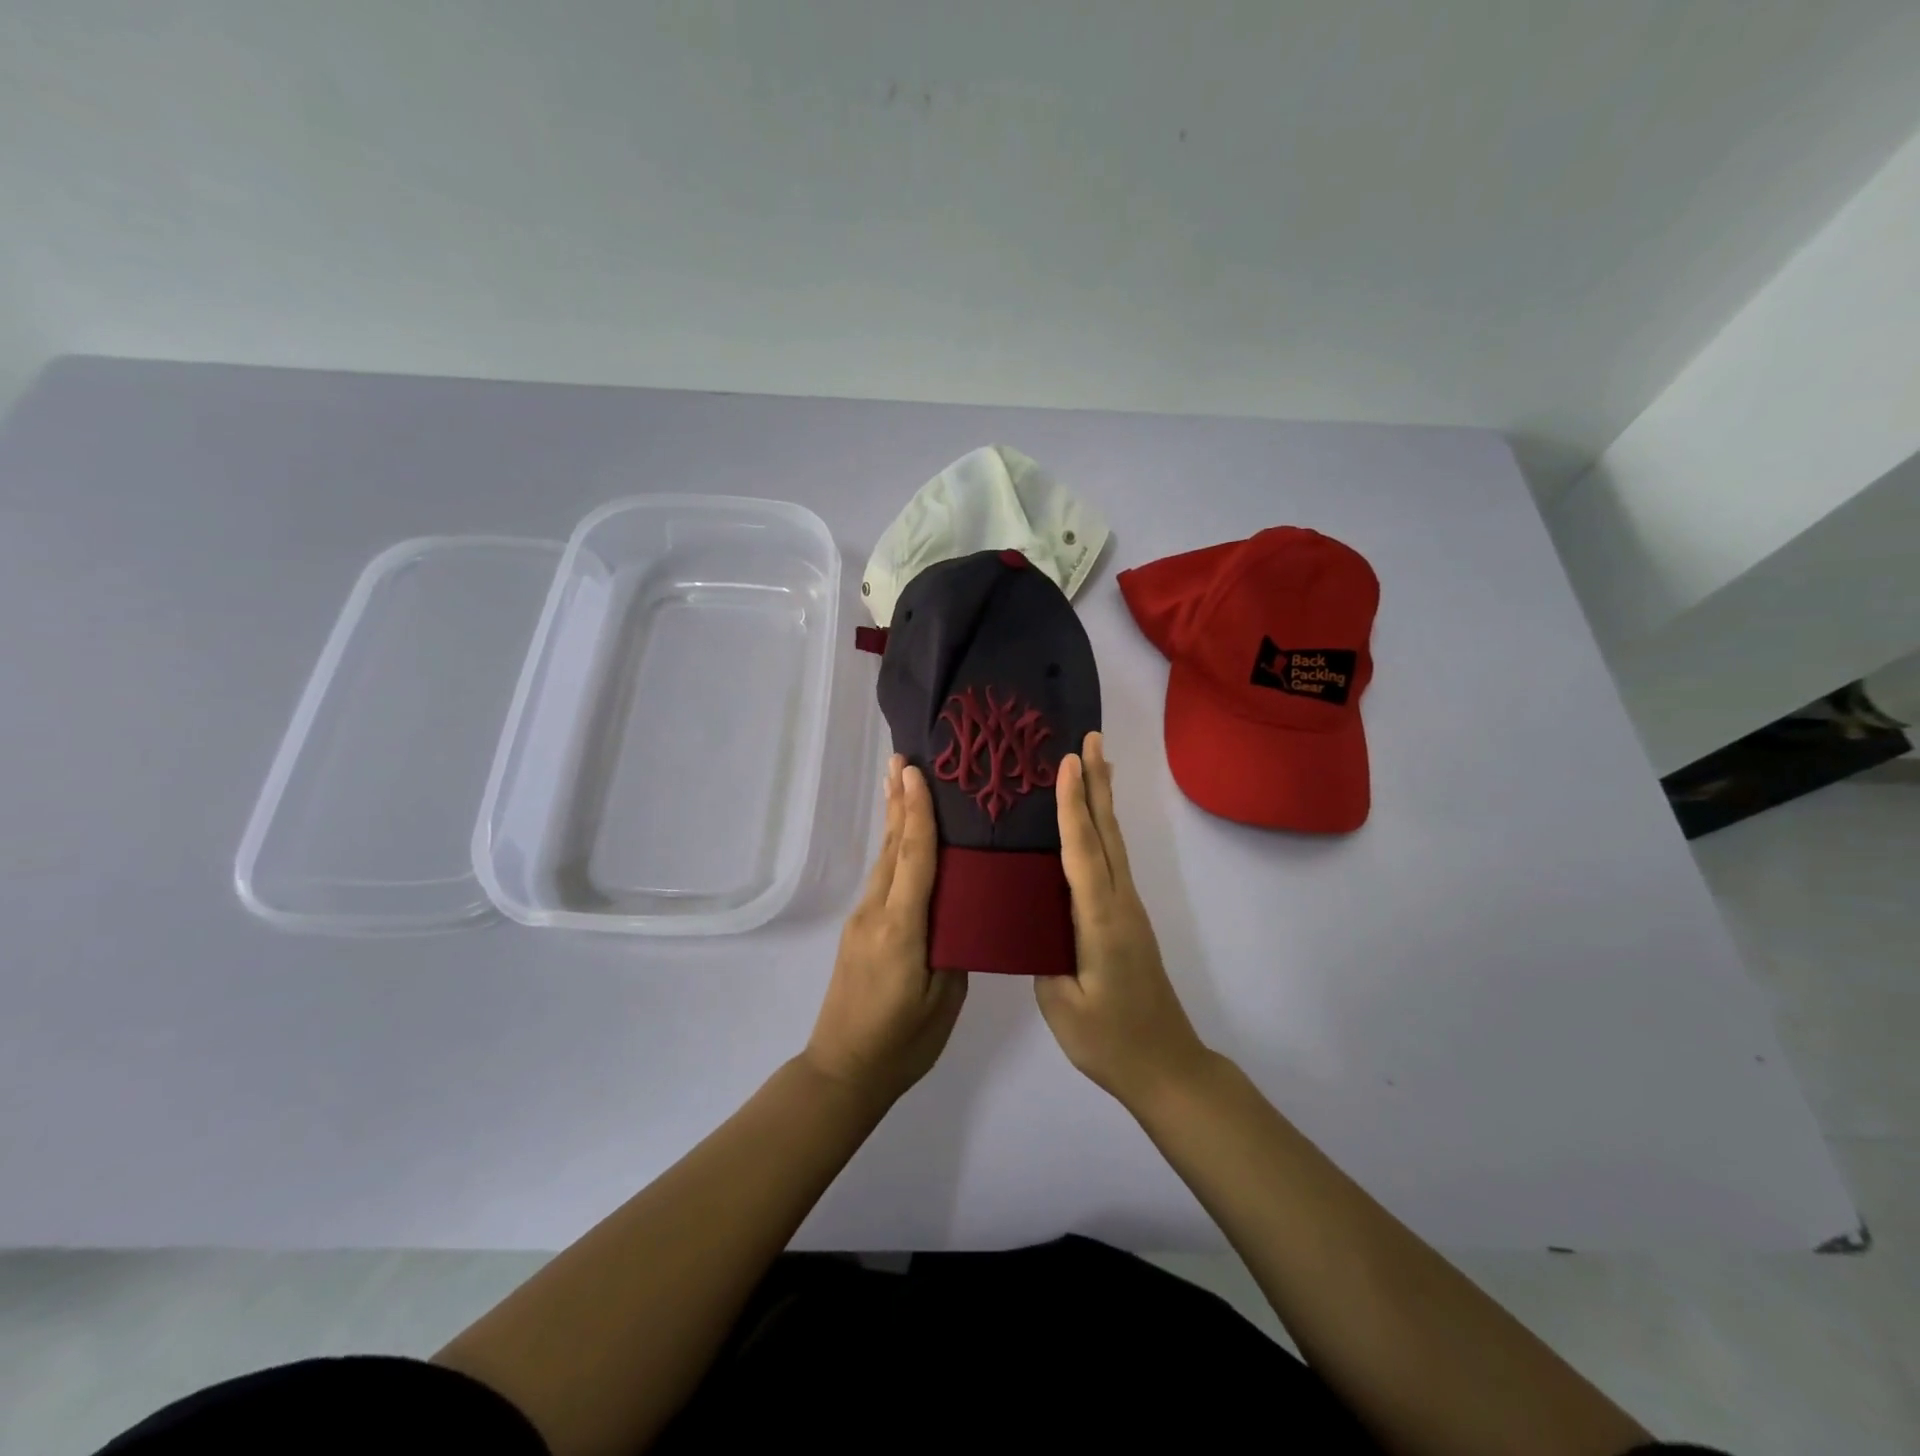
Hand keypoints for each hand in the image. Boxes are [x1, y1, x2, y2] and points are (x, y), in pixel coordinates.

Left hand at [804, 755, 966, 1108]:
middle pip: (892, 847)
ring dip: (893, 820)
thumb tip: (960, 910)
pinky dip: (894, 849)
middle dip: (898, 802)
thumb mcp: (943, 998)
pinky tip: (902, 840)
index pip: (913, 857)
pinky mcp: (860, 931)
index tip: (914, 772)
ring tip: (900, 784)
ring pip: (884, 860)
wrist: (843, 1070)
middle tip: (903, 759)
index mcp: (901, 928)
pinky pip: (882, 879)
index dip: (916, 812)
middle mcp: (877, 913)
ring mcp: (863, 921)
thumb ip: (953, 947)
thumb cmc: (903, 1042)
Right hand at [1036, 732, 1210, 1108]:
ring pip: (1114, 844)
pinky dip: (1102, 830)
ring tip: (1095, 762)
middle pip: (1107, 834)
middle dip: (1097, 784)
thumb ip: (1043, 954)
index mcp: (1100, 920)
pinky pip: (1112, 861)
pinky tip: (1093, 823)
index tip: (1068, 763)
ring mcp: (1128, 909)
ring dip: (1103, 800)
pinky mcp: (1126, 919)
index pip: (1083, 852)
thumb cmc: (1110, 1041)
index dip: (1072, 806)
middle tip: (1090, 739)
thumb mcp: (1062, 1004)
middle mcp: (1120, 904)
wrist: (1166, 1066)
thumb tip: (1029, 917)